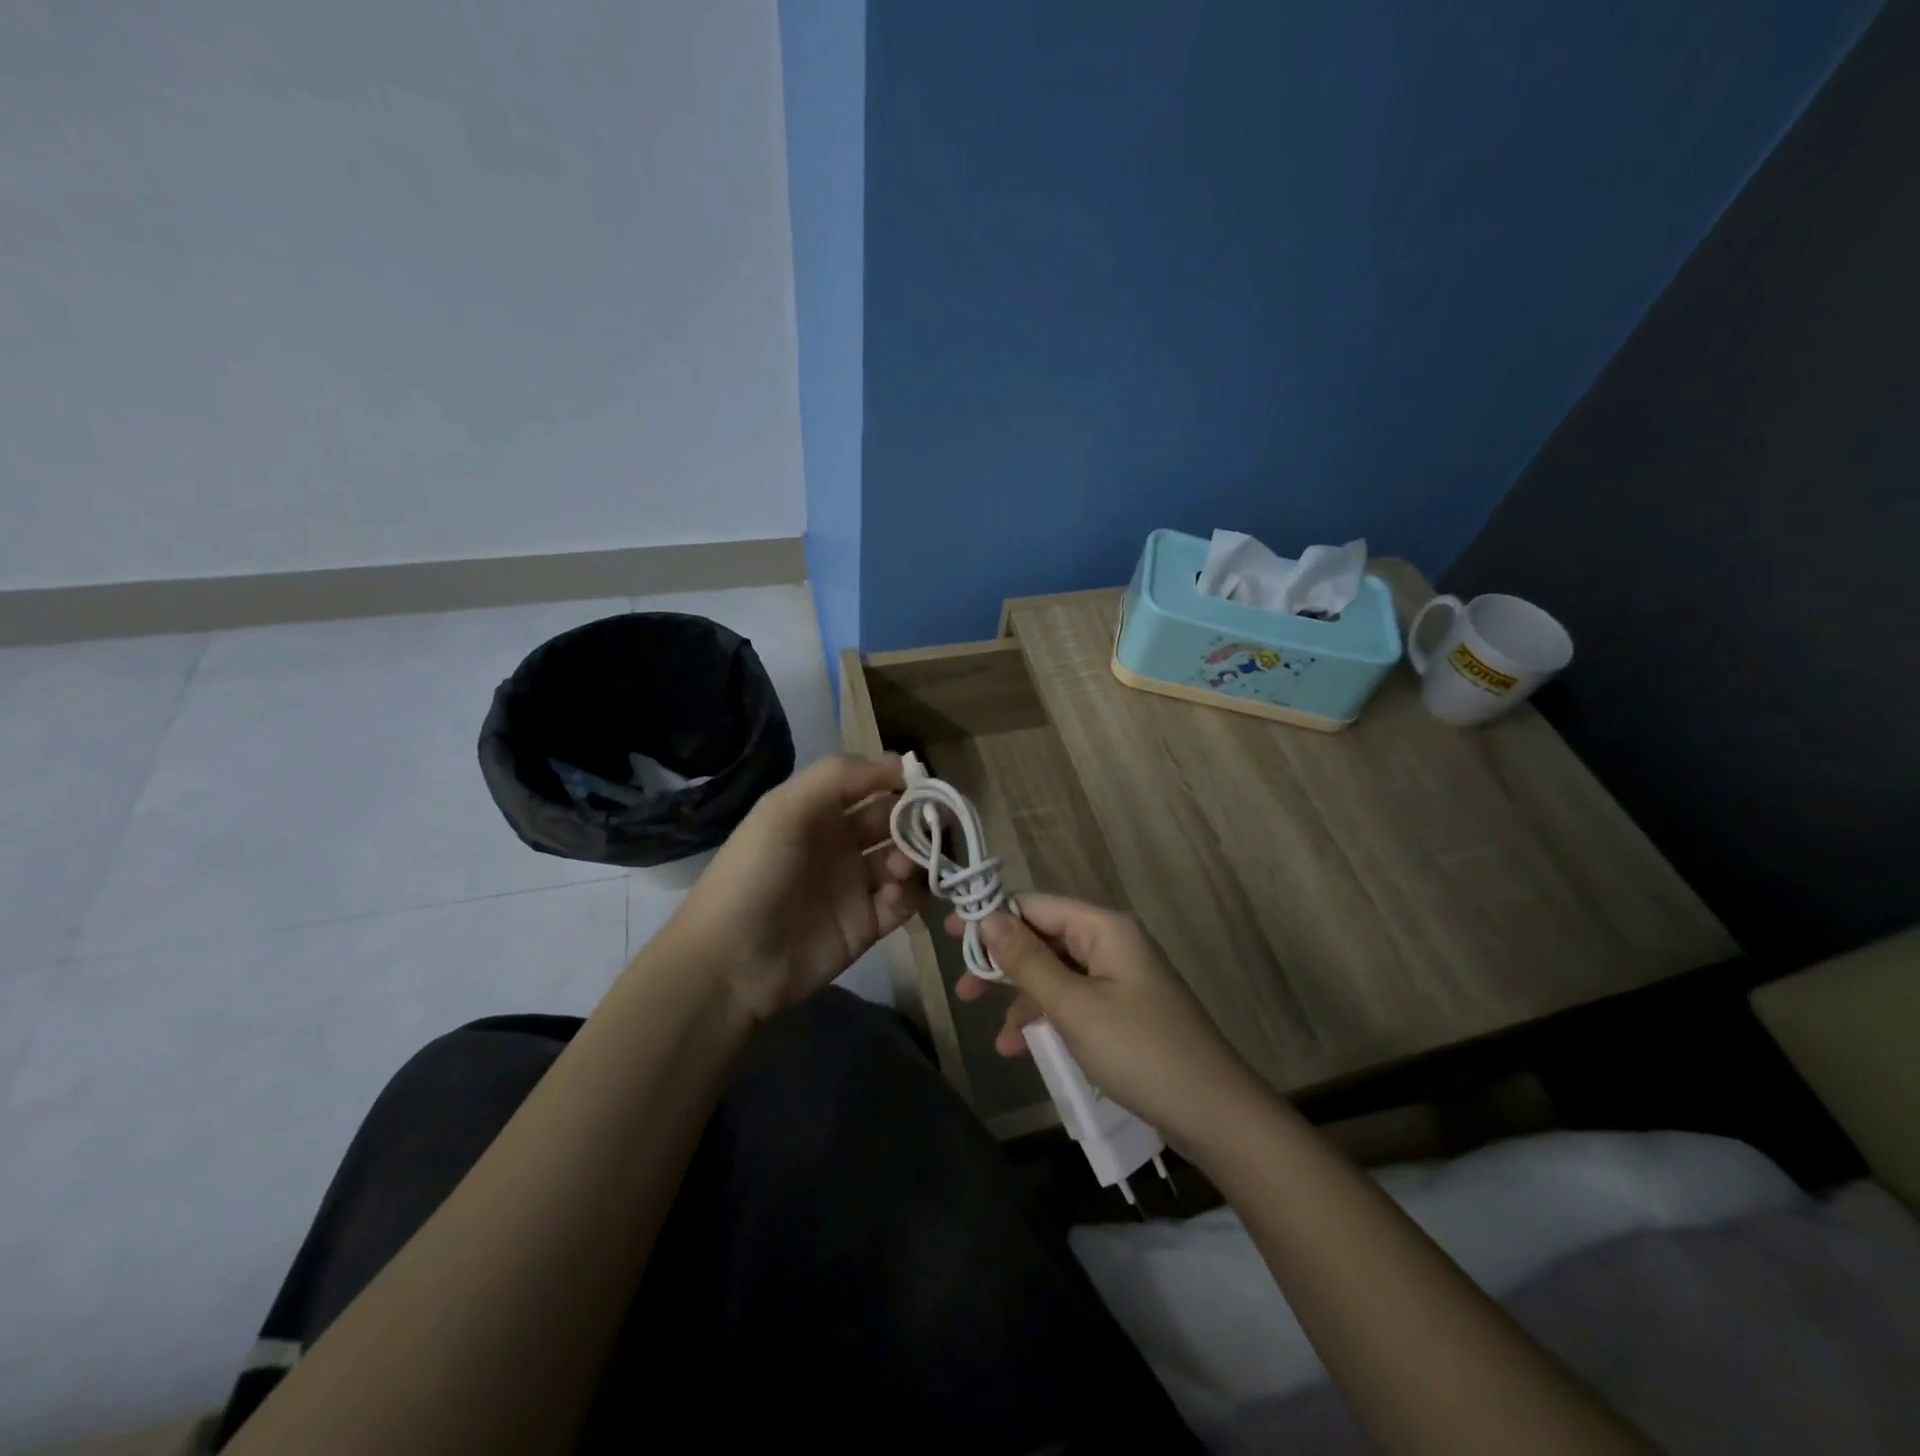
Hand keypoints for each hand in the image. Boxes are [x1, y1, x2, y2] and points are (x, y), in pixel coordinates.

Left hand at [659, 754, 922, 1021]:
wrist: (731, 962)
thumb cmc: (755, 873)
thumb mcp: (785, 809)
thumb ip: (839, 776)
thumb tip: (900, 762)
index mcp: (819, 810)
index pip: (871, 783)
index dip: (899, 780)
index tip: (925, 784)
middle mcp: (841, 841)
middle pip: (894, 819)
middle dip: (916, 818)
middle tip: (930, 827)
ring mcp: (856, 883)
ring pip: (905, 858)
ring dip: (914, 856)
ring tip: (900, 867)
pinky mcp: (868, 923)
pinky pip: (905, 901)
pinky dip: (911, 893)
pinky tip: (896, 894)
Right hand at [952, 893, 1264, 1153]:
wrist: (1214, 1115)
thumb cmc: (1140, 1051)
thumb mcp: (1074, 1006)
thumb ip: (1027, 961)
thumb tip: (986, 918)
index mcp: (1103, 928)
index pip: (1035, 906)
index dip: (992, 918)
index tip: (950, 940)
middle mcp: (1111, 943)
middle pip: (1044, 938)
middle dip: (1003, 964)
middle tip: (963, 990)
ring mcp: (1119, 978)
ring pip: (1055, 973)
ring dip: (1022, 999)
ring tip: (991, 1033)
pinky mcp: (1123, 1010)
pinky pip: (1073, 1001)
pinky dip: (1047, 1020)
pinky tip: (1022, 1049)